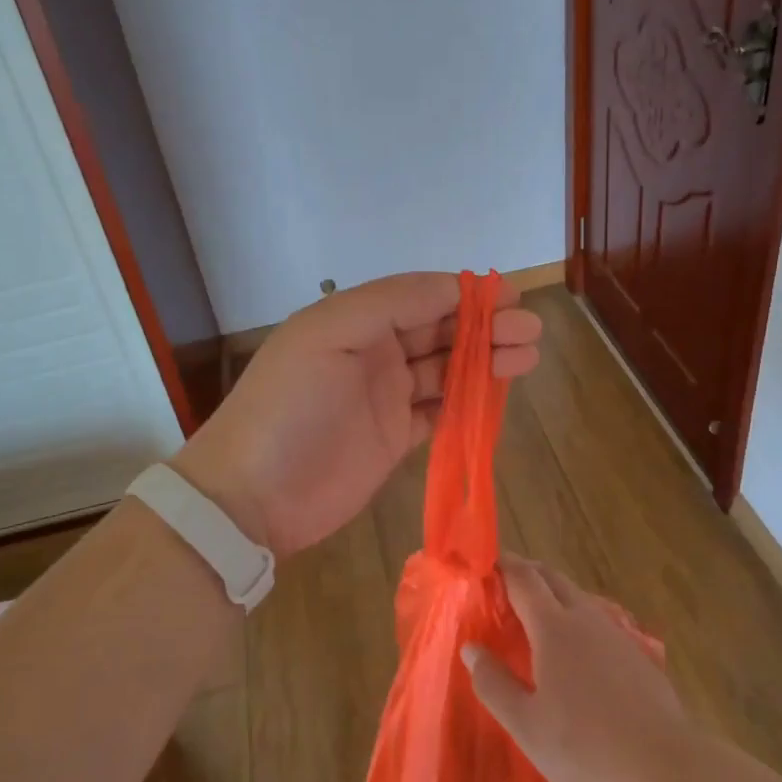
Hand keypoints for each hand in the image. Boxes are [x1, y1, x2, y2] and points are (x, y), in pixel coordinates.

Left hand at [172, 272, 542, 557]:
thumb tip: (451, 285)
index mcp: (355, 319)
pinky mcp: (395, 437)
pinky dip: (470, 400)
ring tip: (527, 356)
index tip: (510, 295)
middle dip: (485, 326)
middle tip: (529, 330)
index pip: (420, 296)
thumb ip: (390, 304)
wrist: (252, 496)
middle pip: (440, 331)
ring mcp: (385, 396)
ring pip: (446, 369)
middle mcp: (373, 351)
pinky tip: (499, 393)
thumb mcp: (329, 336)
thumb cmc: (290, 406)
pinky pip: (441, 410)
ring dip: (486, 361)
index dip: (464, 294)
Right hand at [464, 557, 695, 781]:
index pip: (523, 578)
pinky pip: (597, 619)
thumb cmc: (586, 748)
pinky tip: (576, 650)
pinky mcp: (636, 653)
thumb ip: (494, 684)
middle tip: (504, 584)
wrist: (666, 769)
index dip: (503, 566)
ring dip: (553, 593)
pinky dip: (576, 616)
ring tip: (535, 615)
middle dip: (527, 572)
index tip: (484, 565)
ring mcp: (615, 632)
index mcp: (553, 626)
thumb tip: (470, 648)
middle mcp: (584, 617)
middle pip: (552, 577)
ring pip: (578, 596)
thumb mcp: (527, 726)